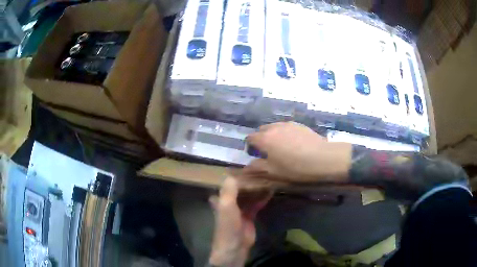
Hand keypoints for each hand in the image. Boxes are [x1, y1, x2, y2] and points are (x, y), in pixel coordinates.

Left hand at [209, 177, 271, 266]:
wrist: (235, 245)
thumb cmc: (228, 225)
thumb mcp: (226, 206)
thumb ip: (229, 191)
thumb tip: (231, 174)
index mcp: (220, 200)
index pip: (225, 184)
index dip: (232, 176)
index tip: (242, 166)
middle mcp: (229, 203)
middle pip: (238, 189)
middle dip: (247, 181)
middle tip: (259, 170)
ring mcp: (239, 210)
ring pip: (248, 196)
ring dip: (255, 189)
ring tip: (266, 178)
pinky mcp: (249, 216)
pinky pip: (256, 204)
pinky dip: (262, 198)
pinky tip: (270, 191)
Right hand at [245, 122, 351, 182]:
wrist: (322, 158)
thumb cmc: (294, 167)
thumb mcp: (273, 172)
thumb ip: (257, 168)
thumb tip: (246, 167)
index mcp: (264, 139)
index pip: (250, 138)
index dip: (250, 147)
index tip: (256, 155)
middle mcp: (274, 127)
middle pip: (262, 130)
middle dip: (262, 139)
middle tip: (269, 152)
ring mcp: (287, 124)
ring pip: (275, 127)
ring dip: (274, 135)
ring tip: (283, 147)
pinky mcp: (299, 124)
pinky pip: (287, 127)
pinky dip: (285, 133)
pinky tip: (295, 144)